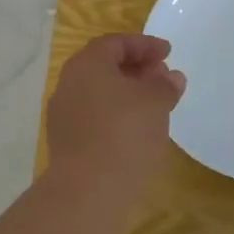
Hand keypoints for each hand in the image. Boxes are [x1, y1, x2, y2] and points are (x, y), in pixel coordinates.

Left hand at [46, 34, 185, 197]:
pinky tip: (136, 129)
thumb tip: (170, 77)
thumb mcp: (155, 103)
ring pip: (98, 92)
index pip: (115, 43)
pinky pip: (94, 116)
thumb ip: (165, 85)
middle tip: (161, 76)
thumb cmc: (125, 134)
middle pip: (104, 66)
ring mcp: (63, 114)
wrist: (88, 190)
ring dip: (126, 92)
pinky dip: (116, 114)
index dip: (144, 45)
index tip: (168, 53)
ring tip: (153, 104)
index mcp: (87, 64)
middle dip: (135, 67)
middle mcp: (69, 83)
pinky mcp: (66, 141)